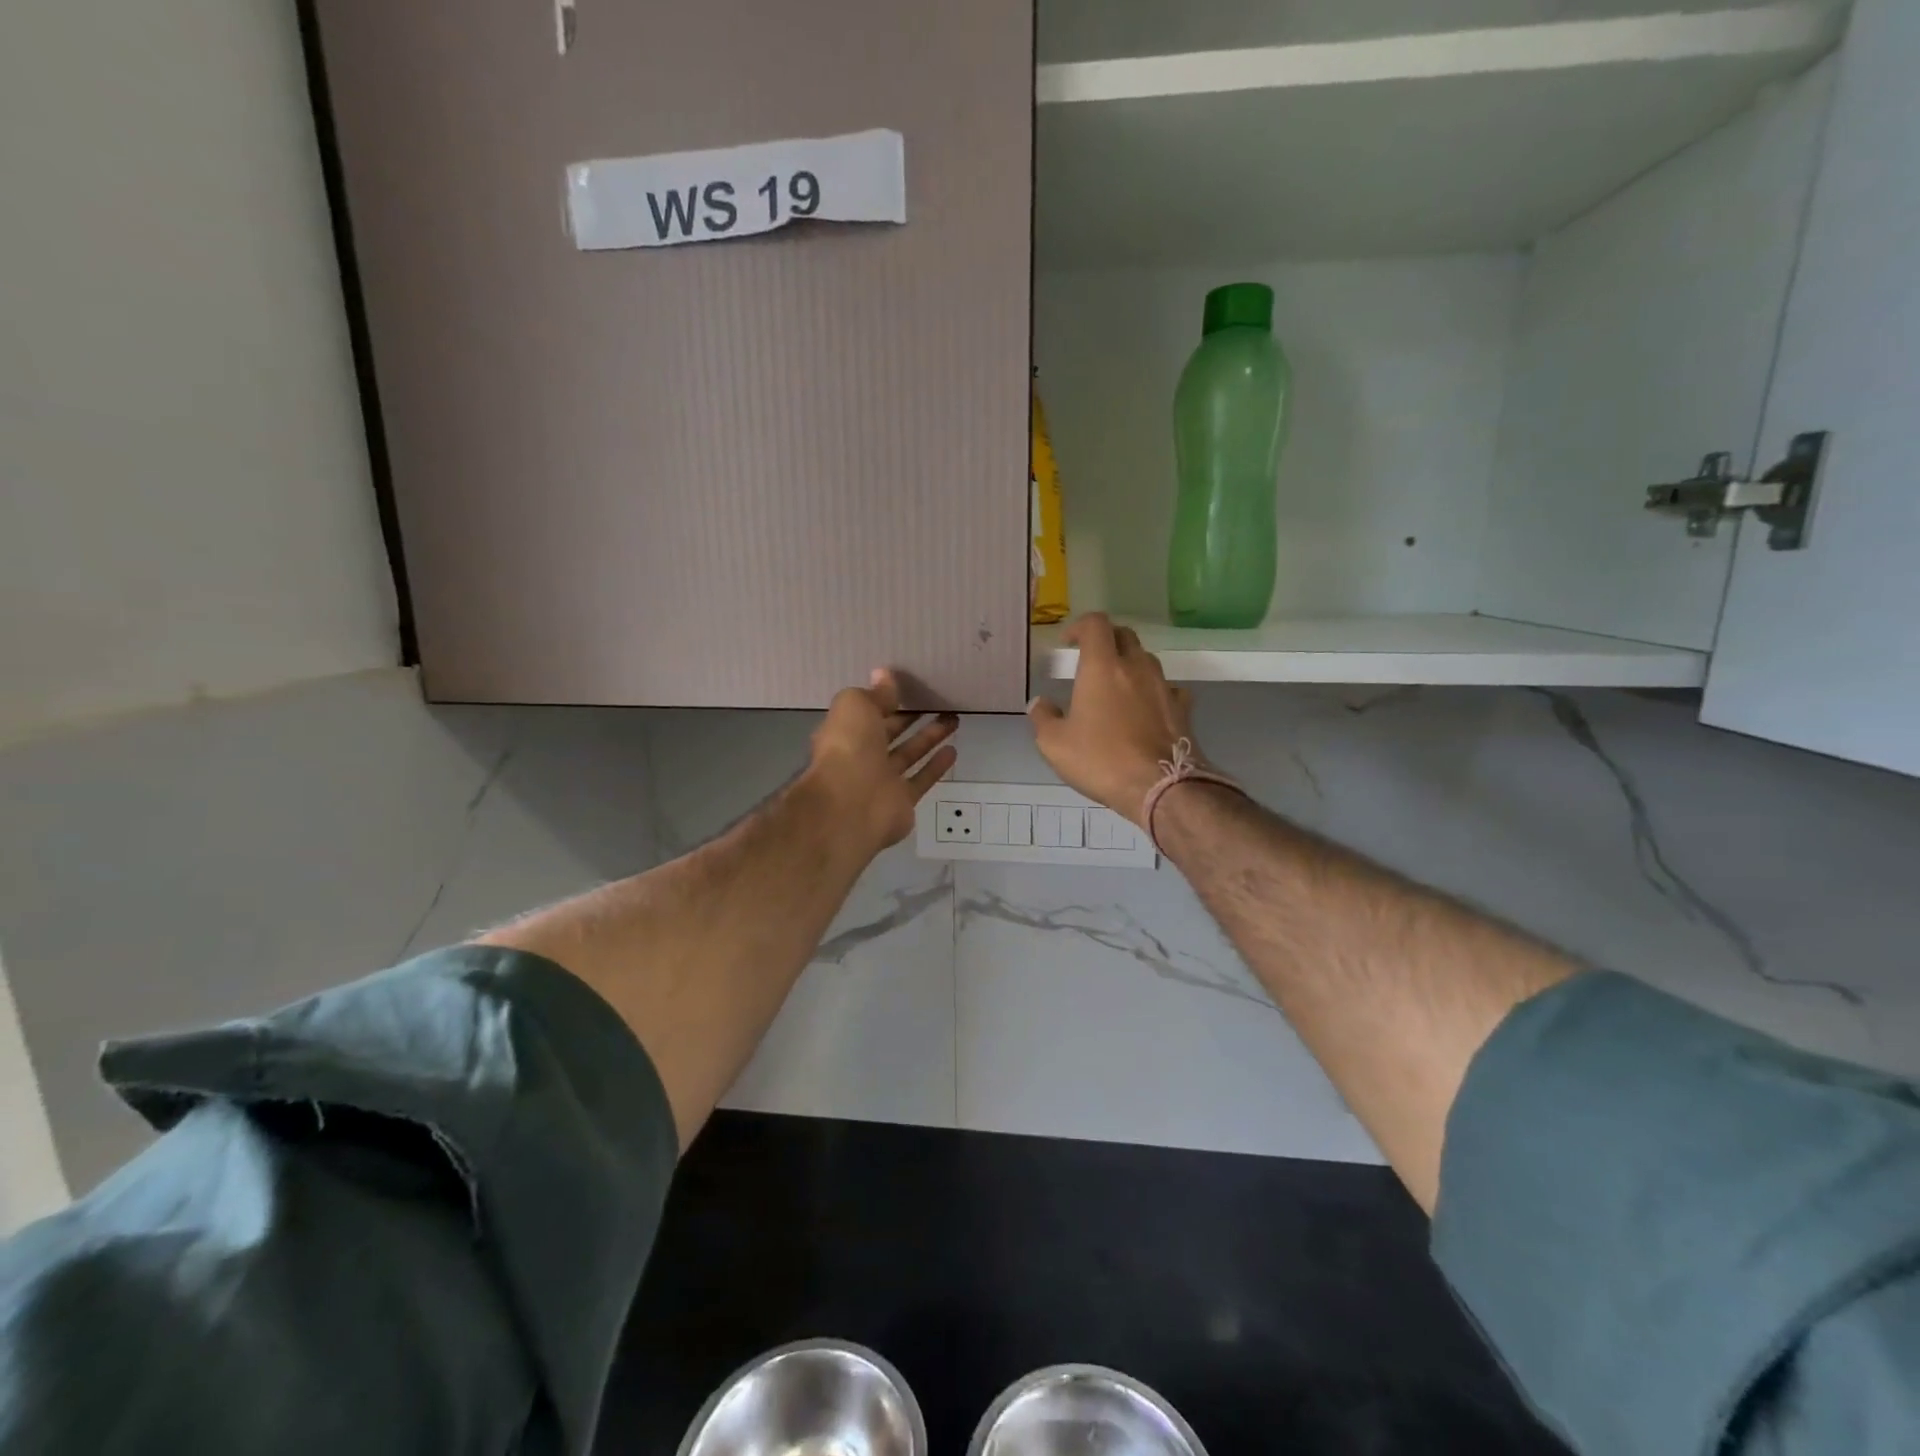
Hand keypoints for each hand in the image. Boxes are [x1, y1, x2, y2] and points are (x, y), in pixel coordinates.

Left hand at [806, 670, 959, 852]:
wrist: (851, 805)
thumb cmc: (848, 747)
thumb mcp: (856, 706)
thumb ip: (874, 693)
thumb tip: (884, 675)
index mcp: (844, 733)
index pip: (868, 713)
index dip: (887, 700)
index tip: (909, 687)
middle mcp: (861, 757)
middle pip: (889, 733)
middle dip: (910, 718)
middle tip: (936, 701)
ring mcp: (882, 781)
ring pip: (909, 754)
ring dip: (929, 737)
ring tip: (952, 719)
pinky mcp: (902, 801)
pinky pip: (921, 779)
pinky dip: (936, 766)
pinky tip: (953, 750)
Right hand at [1028, 614, 1197, 826]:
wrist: (1161, 787)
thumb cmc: (1101, 760)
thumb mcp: (1055, 744)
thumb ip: (1043, 718)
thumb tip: (1039, 703)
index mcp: (1102, 667)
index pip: (1095, 624)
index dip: (1080, 626)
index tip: (1068, 643)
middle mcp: (1136, 667)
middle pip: (1124, 635)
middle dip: (1106, 640)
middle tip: (1090, 660)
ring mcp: (1163, 686)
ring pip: (1147, 660)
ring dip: (1130, 664)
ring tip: (1116, 687)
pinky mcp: (1182, 708)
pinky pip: (1167, 688)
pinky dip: (1153, 691)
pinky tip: (1146, 710)